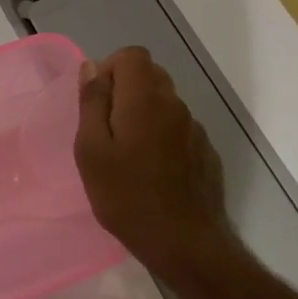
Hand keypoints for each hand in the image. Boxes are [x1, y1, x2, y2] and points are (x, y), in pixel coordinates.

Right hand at [74, 47, 236, 284]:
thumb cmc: (126, 196)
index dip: (111, 69)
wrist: (185, 243)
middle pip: (150, 75)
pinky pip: (178, 128)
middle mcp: (175, 105)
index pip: (133, 55)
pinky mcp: (206, 152)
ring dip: (143, 114)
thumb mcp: (92, 150)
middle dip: (125, 90)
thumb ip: (92, 103)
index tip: (97, 102)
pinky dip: (161, 136)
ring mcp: (195, 129)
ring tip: (127, 154)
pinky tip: (151, 171)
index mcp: (145, 99)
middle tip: (106, 129)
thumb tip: (92, 67)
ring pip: (164, 102)